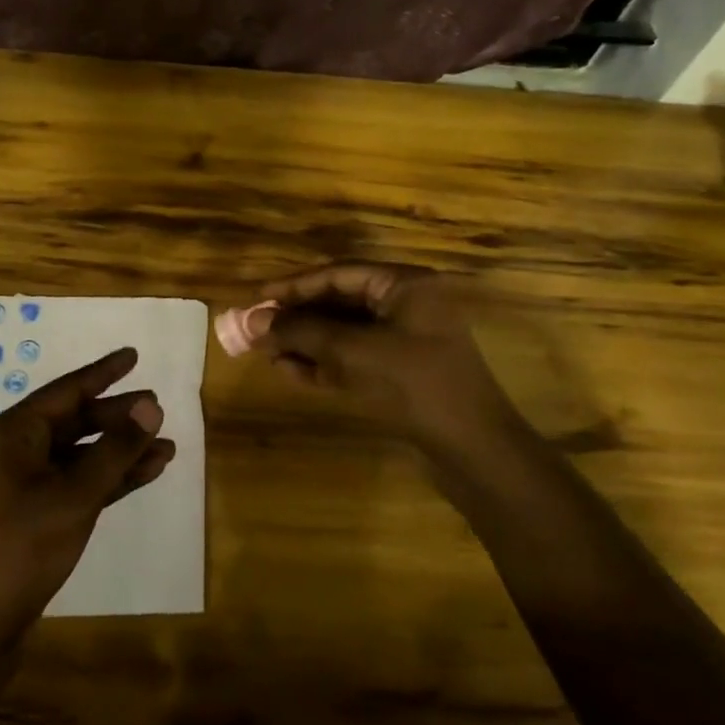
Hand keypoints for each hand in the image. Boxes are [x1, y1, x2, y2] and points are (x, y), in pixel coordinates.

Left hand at [0, 347, 175, 633]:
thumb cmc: (21, 547)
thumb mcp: (74, 495)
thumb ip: (115, 450)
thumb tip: (151, 407)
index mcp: (13, 433)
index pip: (66, 391)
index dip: (103, 373)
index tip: (133, 355)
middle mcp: (17, 450)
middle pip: (76, 421)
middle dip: (118, 417)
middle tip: (159, 409)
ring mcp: (26, 484)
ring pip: (82, 454)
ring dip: (121, 450)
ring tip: (166, 445)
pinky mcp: (38, 513)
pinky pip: (80, 482)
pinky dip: (111, 477)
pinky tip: (147, 472)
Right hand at [247, 263, 521, 456]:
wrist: (472, 449)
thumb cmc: (415, 385)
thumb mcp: (352, 352)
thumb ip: (301, 332)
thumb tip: (253, 321)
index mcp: (405, 286)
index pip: (339, 274)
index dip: (294, 285)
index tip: (257, 297)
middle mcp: (406, 306)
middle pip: (339, 303)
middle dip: (297, 317)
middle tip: (256, 328)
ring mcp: (404, 341)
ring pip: (343, 333)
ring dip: (305, 342)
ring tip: (266, 352)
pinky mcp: (399, 374)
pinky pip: (352, 359)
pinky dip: (322, 364)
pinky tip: (289, 371)